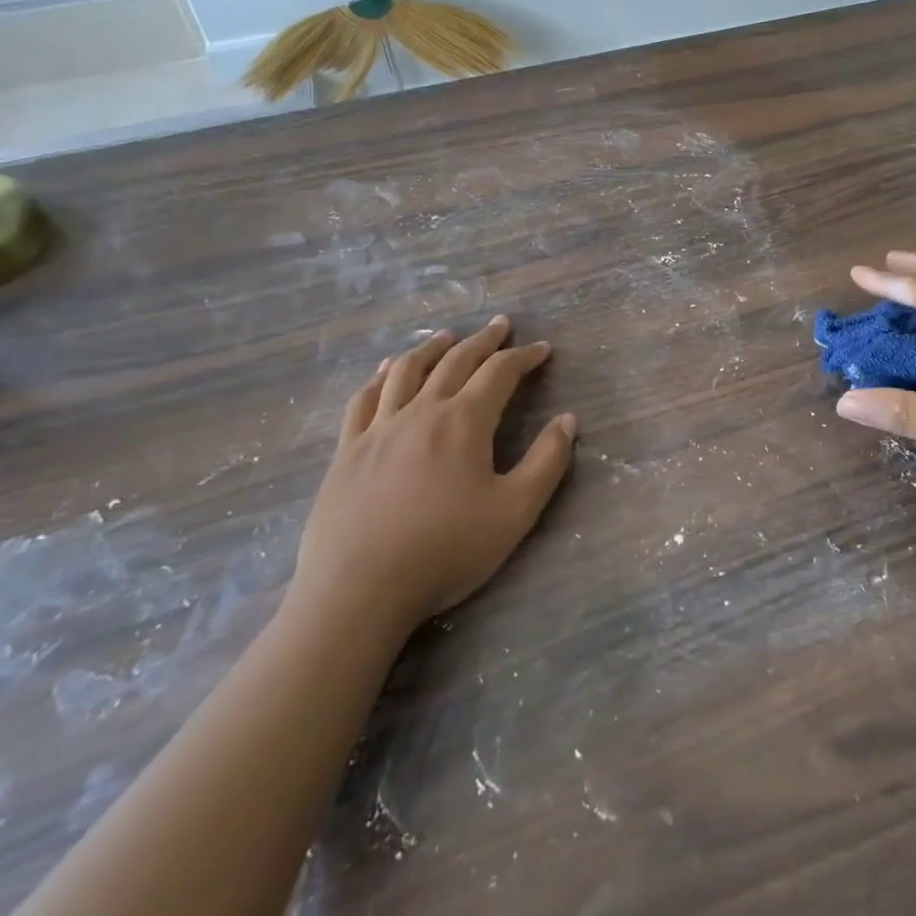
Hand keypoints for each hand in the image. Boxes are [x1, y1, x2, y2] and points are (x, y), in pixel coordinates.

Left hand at [292, 317, 576, 632]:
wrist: (359, 590)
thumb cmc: (445, 551)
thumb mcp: (514, 512)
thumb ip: (547, 462)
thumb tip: (568, 420)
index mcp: (464, 422)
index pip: (500, 373)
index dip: (524, 356)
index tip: (542, 349)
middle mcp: (421, 411)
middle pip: (455, 361)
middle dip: (483, 340)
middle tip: (500, 325)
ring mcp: (378, 428)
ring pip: (406, 370)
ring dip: (432, 347)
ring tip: (447, 336)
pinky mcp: (347, 450)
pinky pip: (364, 398)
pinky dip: (380, 376)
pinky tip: (386, 371)